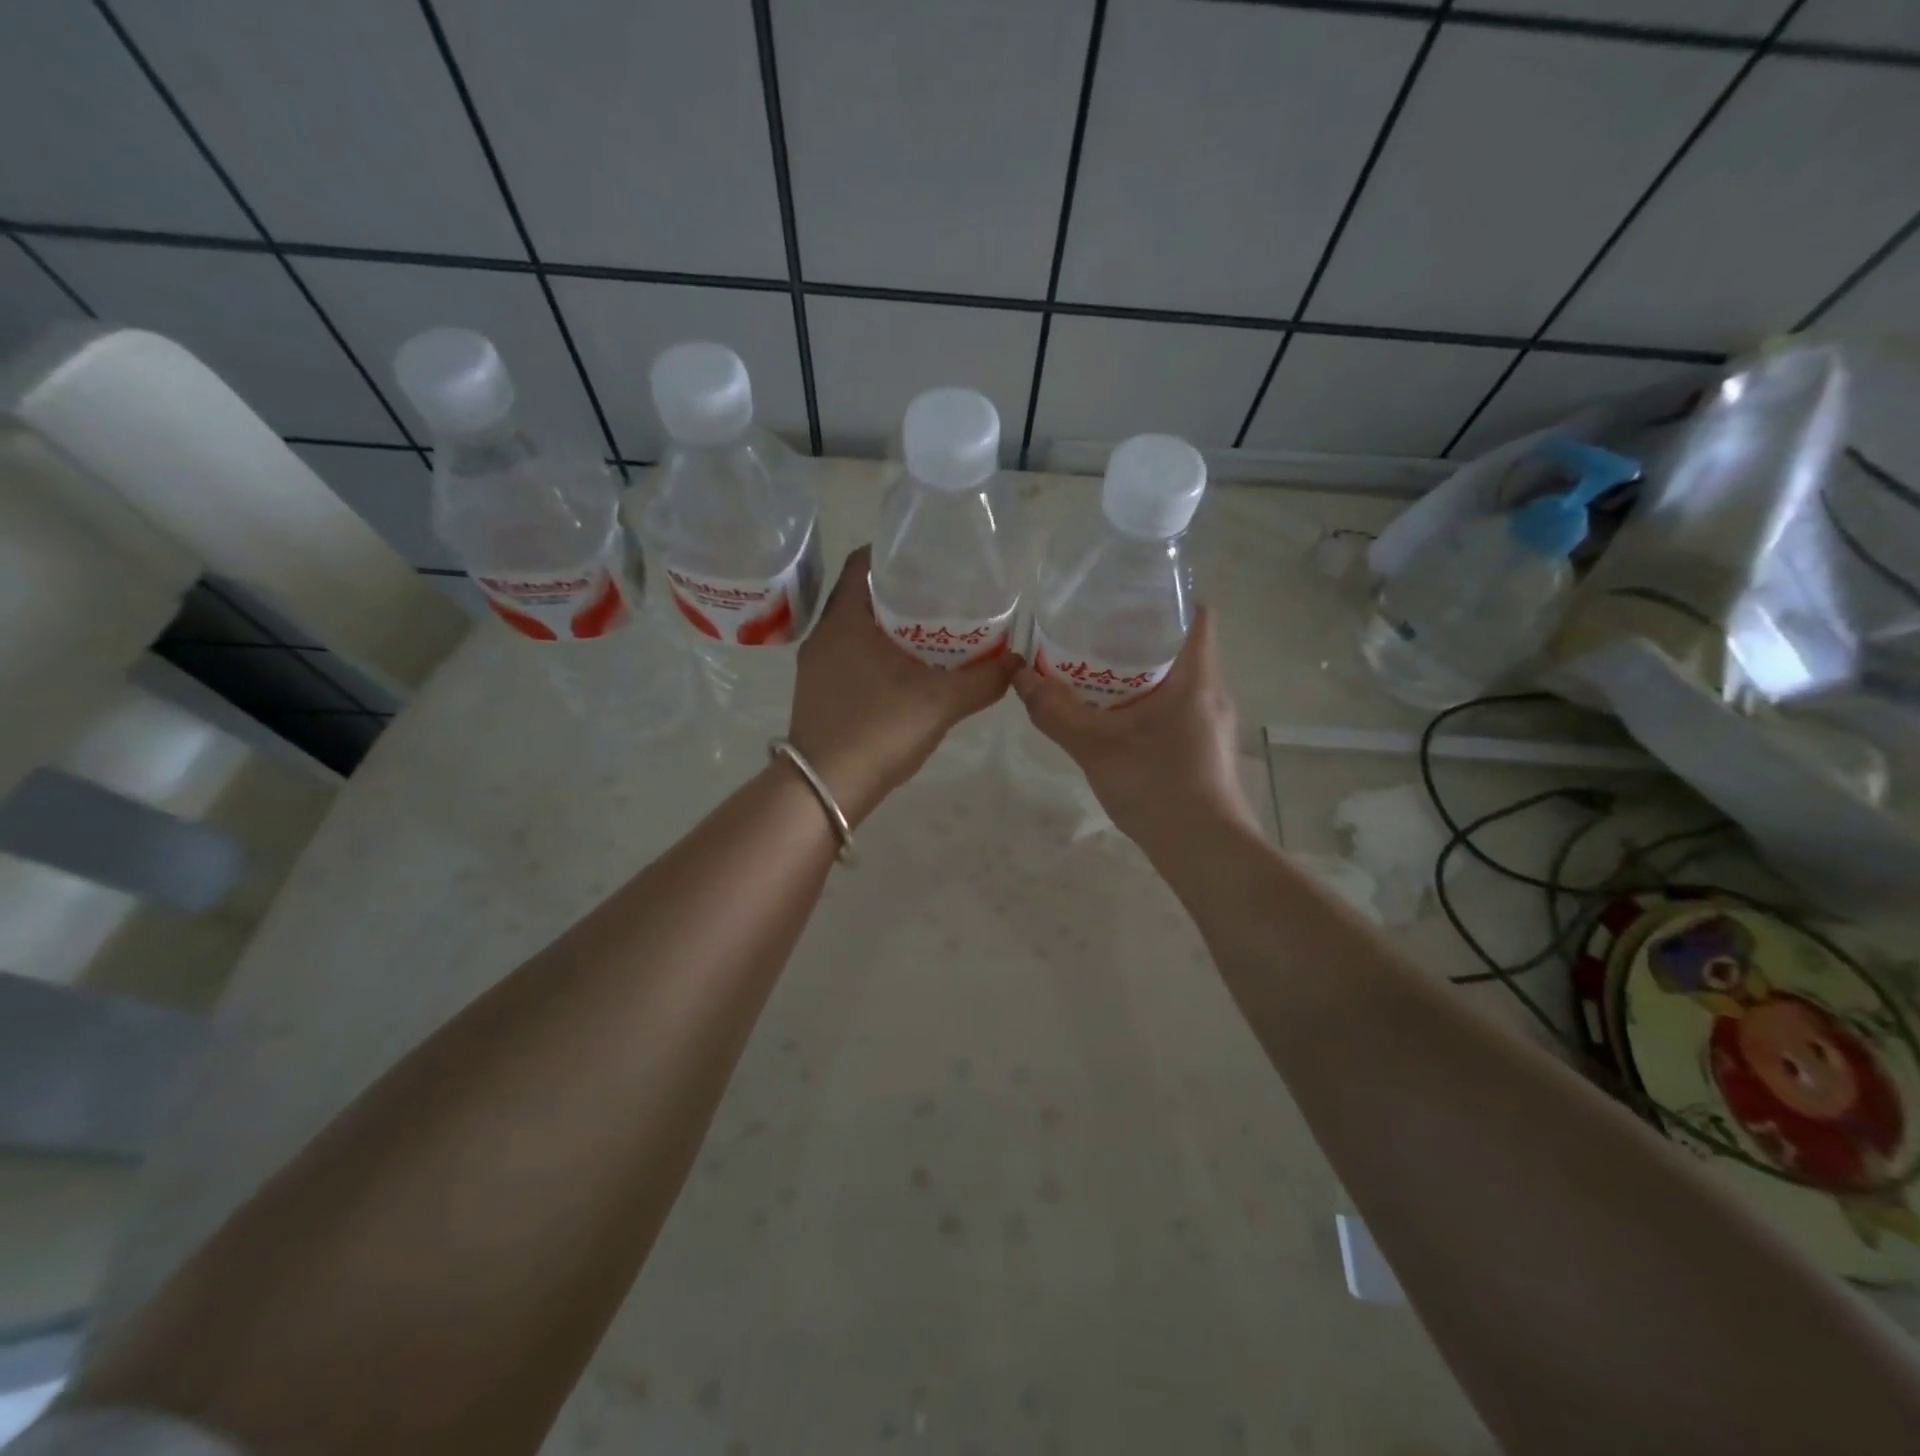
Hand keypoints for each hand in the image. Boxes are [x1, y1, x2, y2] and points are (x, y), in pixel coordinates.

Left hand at [788, 546, 1014, 823]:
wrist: (824, 791)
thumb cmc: (877, 731)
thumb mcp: (938, 703)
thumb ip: (981, 680)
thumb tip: (1017, 662)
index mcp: (844, 621)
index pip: (862, 562)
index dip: (893, 551)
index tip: (928, 553)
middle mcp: (824, 636)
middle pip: (861, 594)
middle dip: (899, 590)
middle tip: (942, 591)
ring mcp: (817, 667)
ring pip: (856, 629)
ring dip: (889, 625)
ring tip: (932, 628)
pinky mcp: (820, 693)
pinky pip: (851, 656)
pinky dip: (879, 652)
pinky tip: (910, 671)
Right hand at [1012, 607, 1255, 853]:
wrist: (1205, 852)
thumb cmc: (1157, 787)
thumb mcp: (1096, 747)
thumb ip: (1055, 711)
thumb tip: (1019, 676)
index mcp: (1196, 677)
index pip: (1196, 613)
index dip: (1165, 598)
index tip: (1124, 597)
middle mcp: (1212, 692)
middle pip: (1182, 644)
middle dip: (1139, 636)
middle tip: (1094, 633)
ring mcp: (1212, 723)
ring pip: (1178, 679)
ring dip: (1141, 673)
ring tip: (1096, 671)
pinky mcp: (1206, 749)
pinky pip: (1177, 708)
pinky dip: (1148, 702)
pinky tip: (1116, 719)